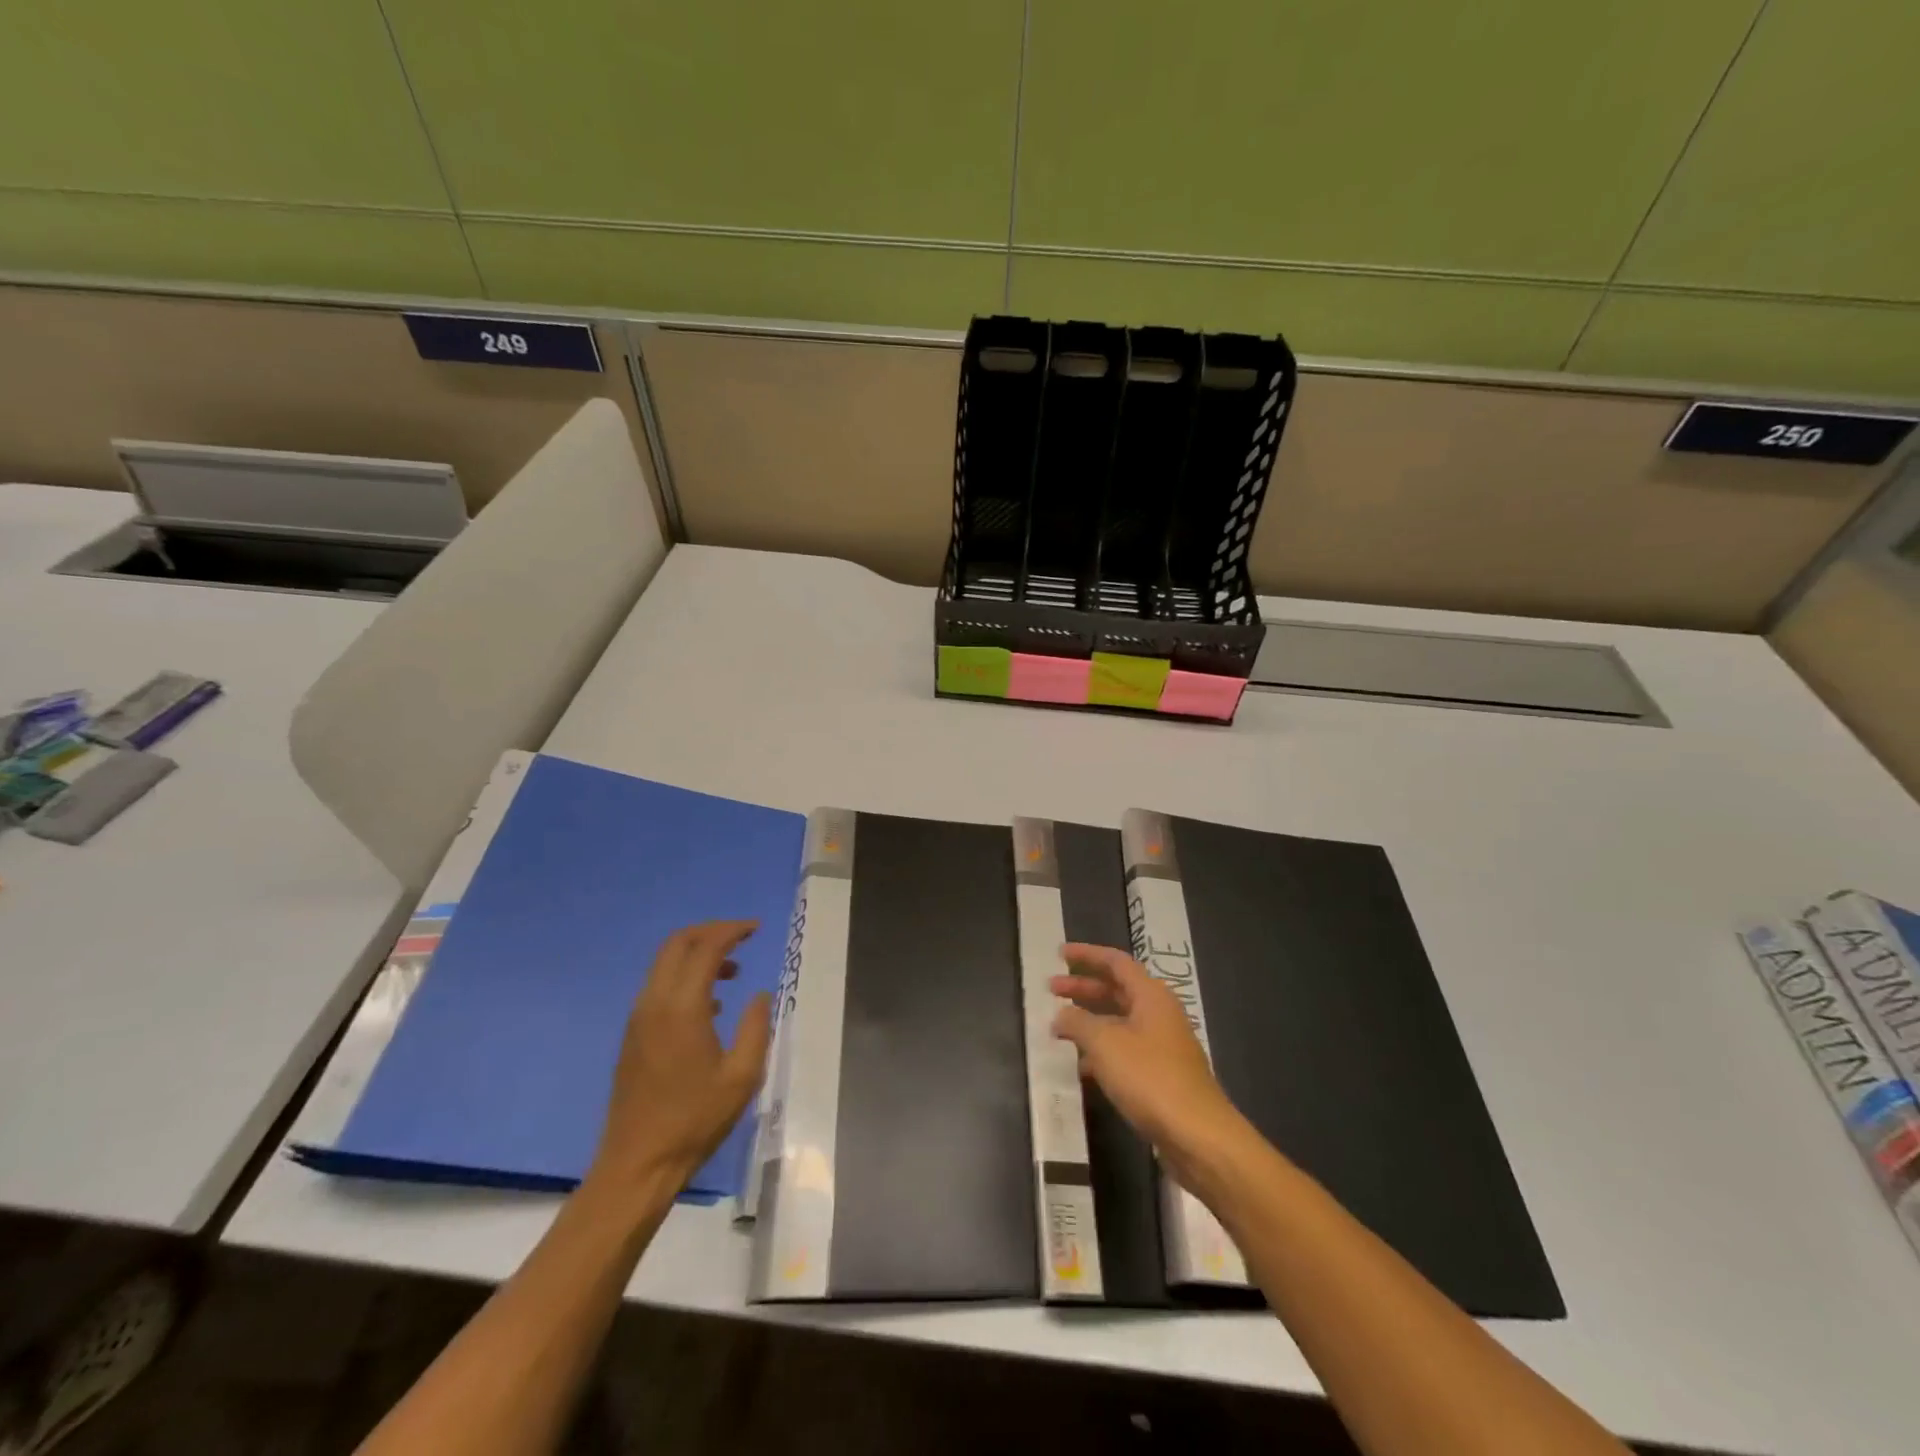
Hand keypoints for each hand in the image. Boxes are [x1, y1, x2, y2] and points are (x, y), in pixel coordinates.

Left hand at [589, 920, 772, 1193]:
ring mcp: (638, 1018)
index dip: (732, 931)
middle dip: (711, 932)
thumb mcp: (742, 1076)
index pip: (706, 947)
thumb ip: (756, 1027)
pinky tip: (710, 1004)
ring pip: (664, 964)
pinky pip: (658, 986)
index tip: (756, 929)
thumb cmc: (695, 1120)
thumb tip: (759, 995)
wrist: (638, 1164)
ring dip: (697, 955)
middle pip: (677, 944)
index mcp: (682, 1007)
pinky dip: (684, 976)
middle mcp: (654, 1003)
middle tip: (742, 938)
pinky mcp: (632, 1035)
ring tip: (732, 972)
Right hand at [1051, 942, 1252, 1189]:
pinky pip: (1126, 1050)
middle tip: (1052, 990)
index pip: (1116, 962)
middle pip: (1117, 990)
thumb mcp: (1105, 1044)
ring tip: (1059, 1029)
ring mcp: (1163, 1045)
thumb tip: (1061, 1014)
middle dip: (1083, 988)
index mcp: (1151, 996)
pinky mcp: (1162, 1075)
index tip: (1059, 954)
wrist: (1198, 1136)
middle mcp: (1159, 1014)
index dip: (1087, 955)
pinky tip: (1082, 1066)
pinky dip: (1102, 1050)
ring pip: (1120, 1022)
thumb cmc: (1150, 1078)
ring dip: (1090, 1021)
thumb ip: (1078, 1022)